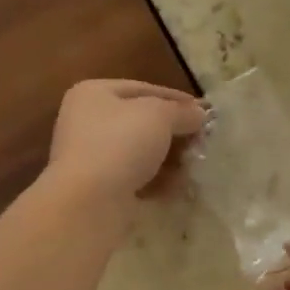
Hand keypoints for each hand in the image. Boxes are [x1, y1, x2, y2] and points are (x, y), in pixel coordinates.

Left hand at [45, 79, 207, 205]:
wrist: (89, 201)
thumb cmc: (121, 143)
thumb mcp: (159, 116)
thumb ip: (182, 111)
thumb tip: (199, 114)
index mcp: (93, 93)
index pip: (142, 89)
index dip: (175, 98)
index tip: (203, 111)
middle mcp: (86, 121)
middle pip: (141, 121)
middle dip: (173, 131)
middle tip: (202, 140)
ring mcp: (90, 156)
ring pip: (139, 151)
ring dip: (168, 158)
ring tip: (194, 164)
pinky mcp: (98, 187)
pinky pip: (134, 177)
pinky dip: (156, 181)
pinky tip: (178, 187)